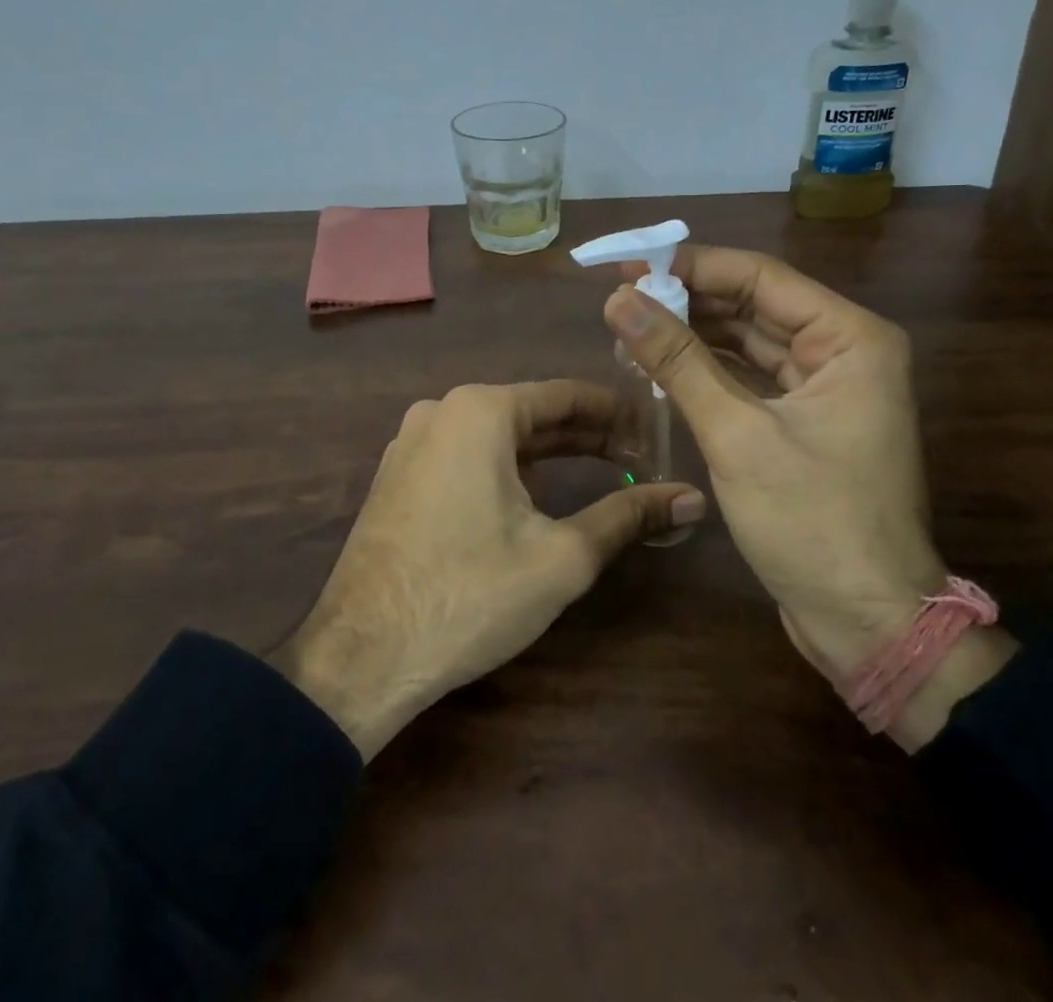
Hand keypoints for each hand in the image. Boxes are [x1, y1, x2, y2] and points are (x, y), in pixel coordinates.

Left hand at [271, 381, 702, 758]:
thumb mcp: (561, 557)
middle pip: (531, 412)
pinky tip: (535, 495)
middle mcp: (441, 411)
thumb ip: (628, 516)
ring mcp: (411, 442)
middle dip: (586, 435)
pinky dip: (507, 466)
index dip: (617, 414)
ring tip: (599, 472)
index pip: (566, 395)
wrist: (360, 657)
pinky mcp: (399, 475)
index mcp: (479, 411)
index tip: (656, 433)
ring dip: (548, 452)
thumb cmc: (468, 596)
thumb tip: (692, 497)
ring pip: (498, 434)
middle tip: (638, 457)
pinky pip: (466, 454)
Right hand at [606, 247, 1012, 749]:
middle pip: (754, 304)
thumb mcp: (737, 434)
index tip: (628, 265)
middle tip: (619, 298)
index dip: (691, 266)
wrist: (868, 624)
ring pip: (749, 340)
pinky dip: (708, 370)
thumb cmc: (813, 523)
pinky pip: (751, 377)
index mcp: (850, 338)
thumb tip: (618, 299)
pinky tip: (661, 365)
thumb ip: (678, 360)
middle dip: (687, 300)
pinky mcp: (806, 421)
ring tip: (630, 327)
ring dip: (693, 334)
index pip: (760, 277)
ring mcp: (827, 387)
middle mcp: (845, 350)